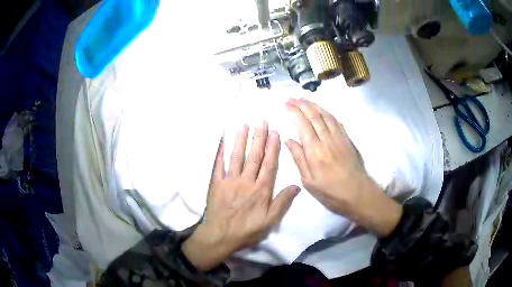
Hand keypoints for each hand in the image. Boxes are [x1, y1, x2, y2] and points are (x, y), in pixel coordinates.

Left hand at [182, 122, 299, 270]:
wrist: (220, 236)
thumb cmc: (247, 230)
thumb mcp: (270, 220)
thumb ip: (283, 202)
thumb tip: (296, 185)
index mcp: (261, 189)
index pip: (269, 164)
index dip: (273, 147)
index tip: (275, 133)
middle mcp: (246, 181)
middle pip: (254, 156)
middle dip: (259, 138)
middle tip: (262, 121)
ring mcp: (229, 180)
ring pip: (237, 156)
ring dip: (241, 140)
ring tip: (244, 125)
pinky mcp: (216, 183)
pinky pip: (218, 165)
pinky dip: (220, 152)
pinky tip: (223, 141)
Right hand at [285, 98, 401, 237]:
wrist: (357, 193)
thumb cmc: (330, 192)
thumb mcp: (309, 181)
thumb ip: (299, 158)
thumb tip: (288, 140)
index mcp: (315, 151)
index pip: (302, 124)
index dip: (293, 112)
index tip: (286, 104)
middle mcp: (327, 140)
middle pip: (314, 116)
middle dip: (302, 104)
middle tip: (292, 98)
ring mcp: (339, 138)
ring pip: (325, 115)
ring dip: (314, 105)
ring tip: (304, 99)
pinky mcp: (347, 140)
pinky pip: (336, 121)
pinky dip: (327, 112)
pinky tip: (322, 110)